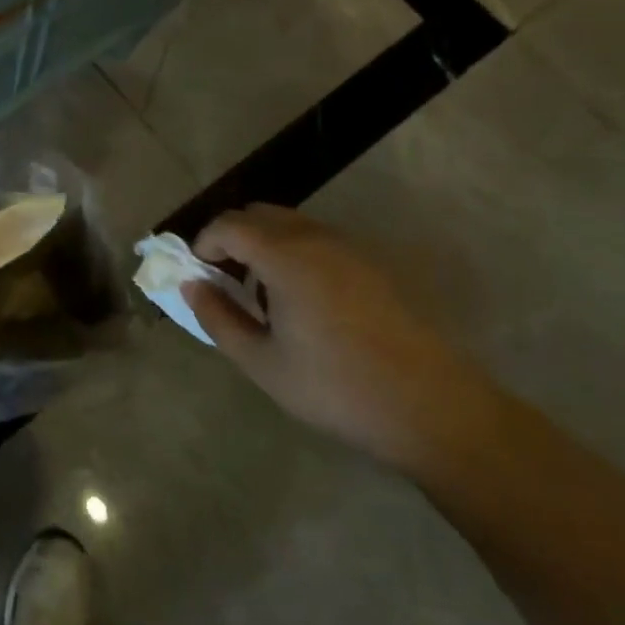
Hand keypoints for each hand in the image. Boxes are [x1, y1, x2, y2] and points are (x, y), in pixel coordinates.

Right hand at [181, 204, 501, 468]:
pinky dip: (295, 254)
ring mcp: (351, 249)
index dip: (204, 243)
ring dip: (264, 245)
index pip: (229, 225)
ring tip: (262, 295)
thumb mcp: (262, 363)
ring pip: (291, 225)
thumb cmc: (336, 388)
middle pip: (260, 215)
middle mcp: (317, 239)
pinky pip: (319, 241)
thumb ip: (218, 318)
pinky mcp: (374, 266)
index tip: (198, 274)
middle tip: (225, 281)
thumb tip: (192, 286)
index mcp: (285, 257)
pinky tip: (303, 302)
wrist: (433, 409)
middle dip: (232, 238)